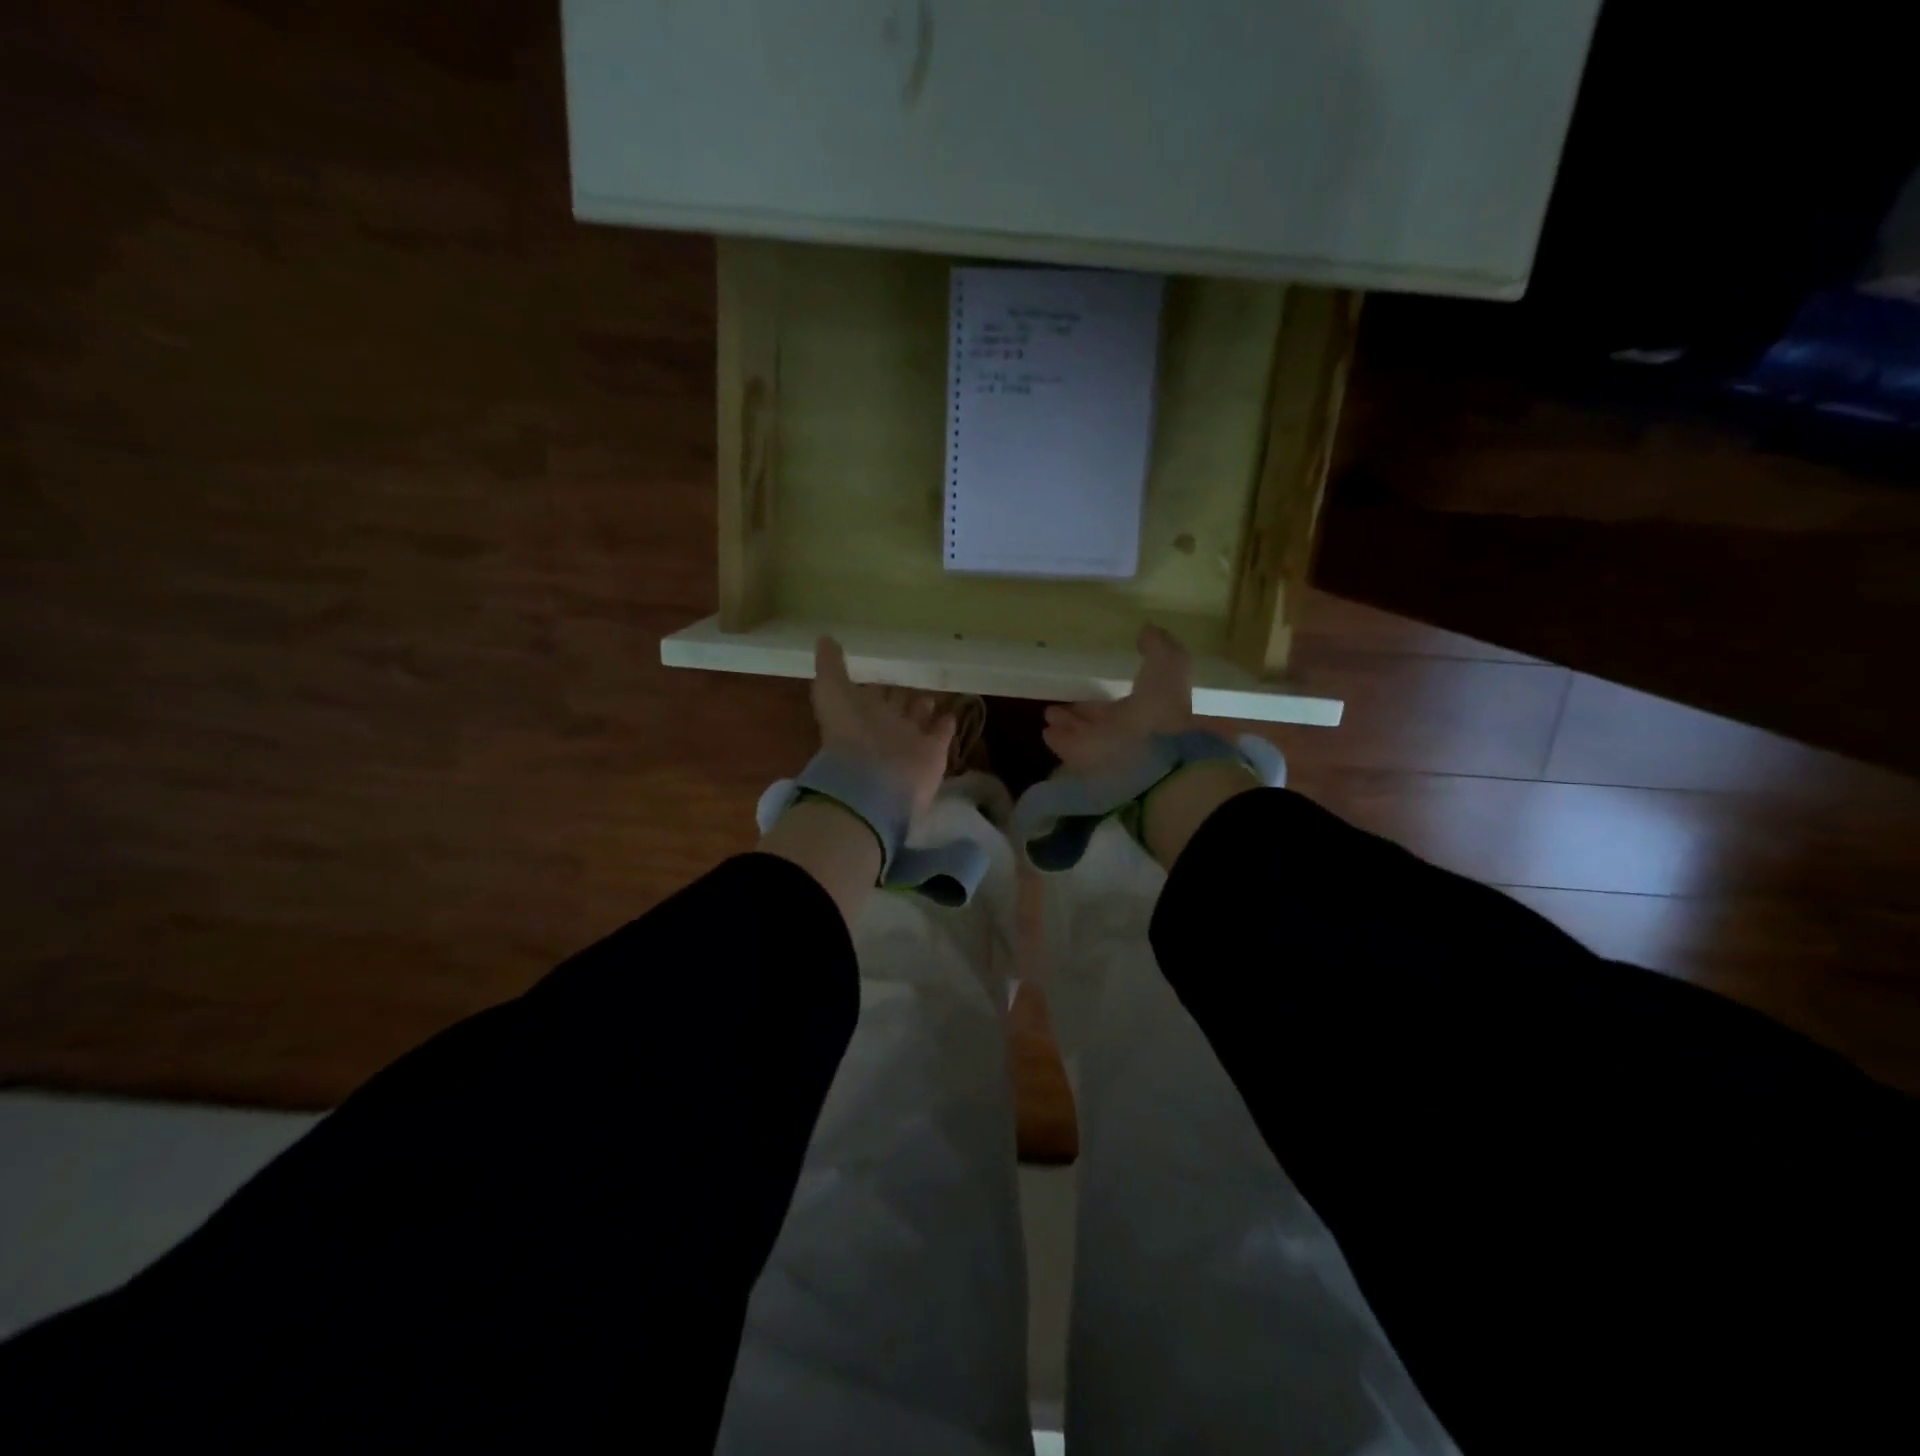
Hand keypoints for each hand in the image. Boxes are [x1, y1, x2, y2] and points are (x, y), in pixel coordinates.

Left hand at [811, 637, 954, 820]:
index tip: (888, 666)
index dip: (877, 681)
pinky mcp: (933, 753)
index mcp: (859, 712)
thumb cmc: (851, 732)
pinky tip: (952, 712)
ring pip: (919, 719)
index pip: (871, 693)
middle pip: (896, 706)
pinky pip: (941, 735)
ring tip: (934, 692)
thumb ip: (830, 666)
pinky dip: (946, 724)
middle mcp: (884, 726)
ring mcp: (909, 740)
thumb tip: (824, 637)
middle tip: (915, 676)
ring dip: (924, 706)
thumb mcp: (832, 691)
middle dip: (902, 693)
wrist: (874, 780)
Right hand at [1042, 624, 1193, 777]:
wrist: (1152, 757)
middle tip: (1063, 698)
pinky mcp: (1085, 764)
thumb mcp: (1167, 666)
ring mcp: (1104, 750)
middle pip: (1099, 719)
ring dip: (1066, 722)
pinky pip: (1068, 748)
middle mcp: (1125, 732)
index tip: (1092, 679)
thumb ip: (1158, 648)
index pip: (1124, 701)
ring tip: (1047, 713)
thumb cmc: (1160, 709)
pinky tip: (1045, 731)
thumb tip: (1148, 628)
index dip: (1110, 692)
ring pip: (1082, 732)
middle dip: (1082, 709)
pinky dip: (1058, 739)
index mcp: (1147, 711)